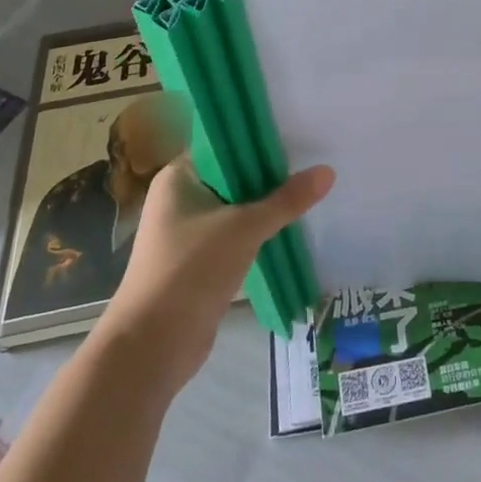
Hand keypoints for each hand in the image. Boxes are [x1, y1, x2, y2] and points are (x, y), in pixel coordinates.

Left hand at [99, 158, 333, 389]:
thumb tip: (328, 171)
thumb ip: (286, 200)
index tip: (297, 134)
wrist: (152, 347)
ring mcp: (188, 231)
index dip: (259, 139)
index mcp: (179, 177)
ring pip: (237, 206)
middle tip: (313, 160)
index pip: (224, 145)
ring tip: (310, 190)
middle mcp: (180, 198)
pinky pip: (236, 234)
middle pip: (233, 176)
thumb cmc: (190, 271)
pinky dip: (260, 231)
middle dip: (270, 174)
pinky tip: (291, 227)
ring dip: (267, 204)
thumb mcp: (244, 228)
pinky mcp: (200, 260)